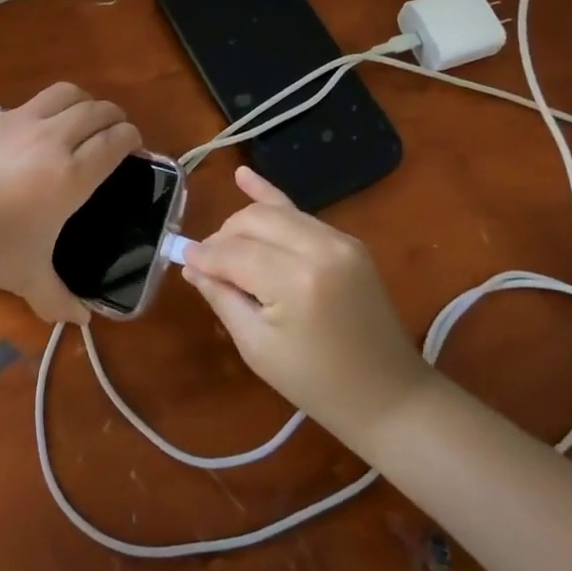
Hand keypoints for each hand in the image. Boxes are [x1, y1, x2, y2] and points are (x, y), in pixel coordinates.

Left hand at [0, 84, 140, 323]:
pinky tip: (40, 129)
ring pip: (67, 93)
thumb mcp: (26, 277)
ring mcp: (22, 122)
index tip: (133, 147)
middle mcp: (54, 139)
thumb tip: (81, 321)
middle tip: (114, 134)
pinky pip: (35, 101)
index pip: (115, 141)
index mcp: (71, 175)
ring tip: (83, 120)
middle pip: (97, 111)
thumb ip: (58, 298)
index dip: (130, 139)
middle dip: (114, 118)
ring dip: (85, 102)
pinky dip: (51, 107)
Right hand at [181, 166, 431, 450]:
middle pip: (252, 221)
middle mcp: (319, 248)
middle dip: (223, 238)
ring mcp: (338, 240)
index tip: (183, 260)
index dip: (204, 256)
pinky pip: (300, 213)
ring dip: (243, 225)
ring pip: (273, 212)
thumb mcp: (256, 347)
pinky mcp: (347, 241)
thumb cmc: (315, 383)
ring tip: (226, 248)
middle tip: (208, 266)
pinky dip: (271, 198)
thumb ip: (222, 297)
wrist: (388, 395)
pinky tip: (243, 176)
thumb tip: (192, 264)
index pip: (233, 252)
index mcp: (296, 281)